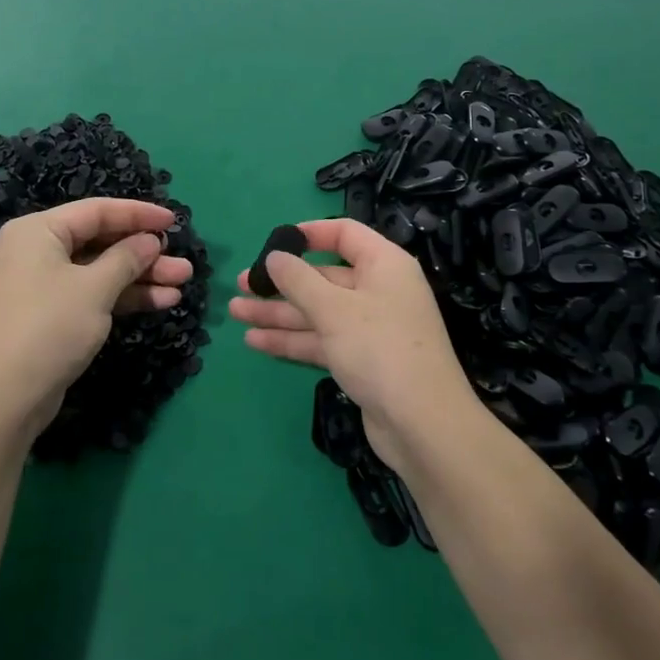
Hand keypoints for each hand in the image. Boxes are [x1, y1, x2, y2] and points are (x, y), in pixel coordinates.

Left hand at [0, 198, 195, 434]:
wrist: (4, 399)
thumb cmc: (49, 327)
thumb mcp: (95, 288)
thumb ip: (127, 258)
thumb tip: (150, 241)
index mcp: (37, 231)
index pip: (96, 211)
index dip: (138, 214)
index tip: (174, 221)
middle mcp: (37, 250)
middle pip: (100, 242)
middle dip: (144, 253)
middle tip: (182, 263)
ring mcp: (42, 284)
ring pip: (100, 271)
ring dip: (141, 277)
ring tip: (182, 283)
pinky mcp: (50, 314)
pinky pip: (92, 294)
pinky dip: (123, 296)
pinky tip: (161, 301)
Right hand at [230, 217, 479, 470]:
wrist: (423, 426)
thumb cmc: (380, 349)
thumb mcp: (334, 309)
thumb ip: (298, 280)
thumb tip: (275, 257)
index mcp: (383, 265)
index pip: (344, 234)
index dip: (309, 234)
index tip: (274, 242)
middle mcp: (378, 291)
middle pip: (323, 277)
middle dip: (281, 283)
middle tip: (241, 285)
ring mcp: (370, 328)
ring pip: (317, 312)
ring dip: (278, 313)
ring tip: (236, 312)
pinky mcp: (361, 360)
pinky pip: (321, 340)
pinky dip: (291, 340)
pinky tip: (255, 341)